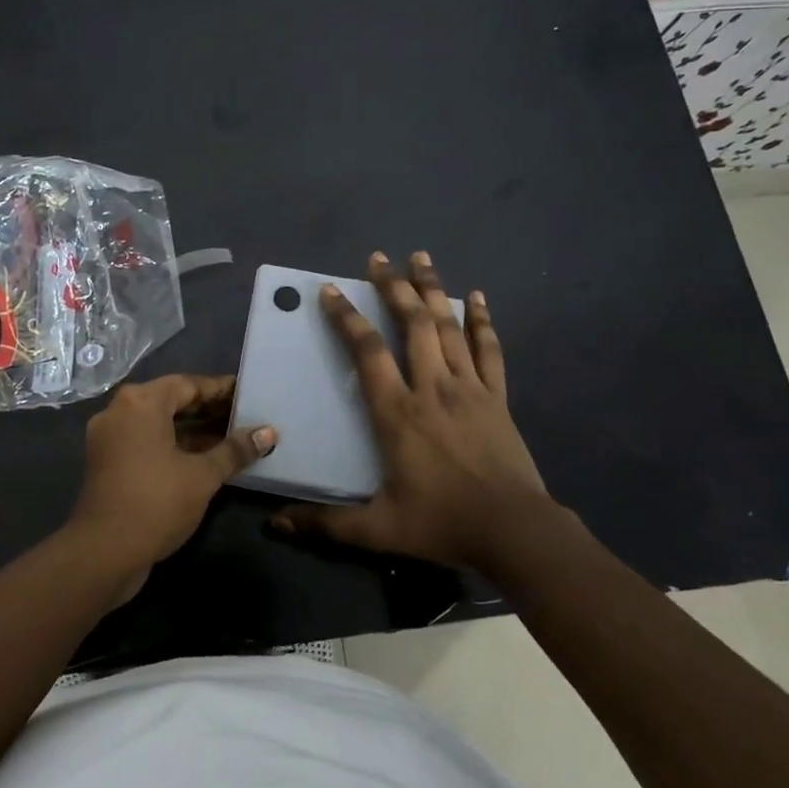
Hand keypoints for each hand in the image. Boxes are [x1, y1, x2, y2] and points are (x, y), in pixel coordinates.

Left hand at [66, 374, 277, 602]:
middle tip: (245, 417)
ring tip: (232, 439)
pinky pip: (147, 442)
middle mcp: (120, 411)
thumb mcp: (203, 475)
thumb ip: (235, 450)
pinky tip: (205, 459)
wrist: (103, 553)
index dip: (221, 390)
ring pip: (159, 424)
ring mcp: (110, 438)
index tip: (249, 394)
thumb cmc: (157, 502)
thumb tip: (269, 432)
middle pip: (171, 401)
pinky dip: (174, 446)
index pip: (188, 384)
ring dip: (193, 431)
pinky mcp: (108, 462)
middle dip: (208, 410)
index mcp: (141, 402)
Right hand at [272, 252, 553, 571]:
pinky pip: (489, 350)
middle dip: (393, 287)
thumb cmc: (442, 524)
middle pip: (411, 325)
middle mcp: (432, 388)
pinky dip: (481, 321)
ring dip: (433, 289)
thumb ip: (325, 524)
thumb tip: (275, 523)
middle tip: (378, 258)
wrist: (513, 530)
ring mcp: (469, 389)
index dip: (347, 319)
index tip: (331, 291)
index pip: (367, 353)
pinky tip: (477, 297)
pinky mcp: (497, 398)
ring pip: (448, 327)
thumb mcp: (377, 529)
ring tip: (420, 257)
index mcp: (398, 413)